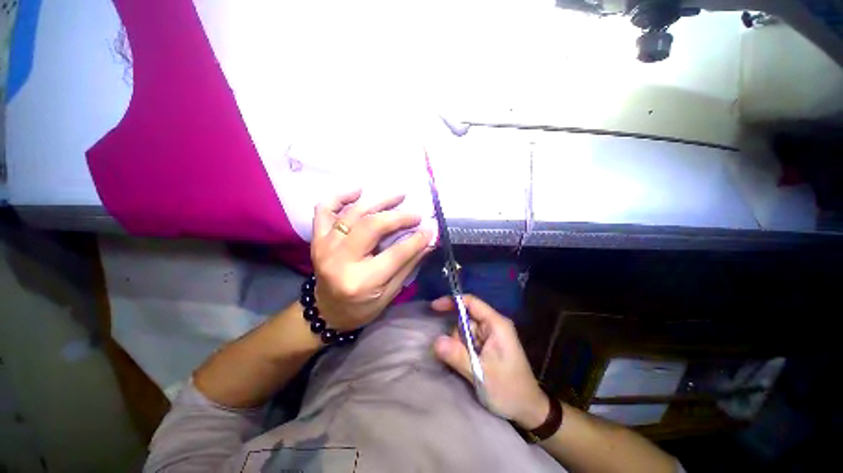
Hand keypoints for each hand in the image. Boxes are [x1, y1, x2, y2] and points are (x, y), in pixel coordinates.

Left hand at [311, 190, 431, 331]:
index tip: (430, 228)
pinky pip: (324, 209)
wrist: (326, 311)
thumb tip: (428, 241)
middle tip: (416, 214)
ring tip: (399, 195)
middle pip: (372, 227)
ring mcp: (325, 246)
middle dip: (398, 216)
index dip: (416, 239)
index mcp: (361, 281)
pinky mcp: (317, 238)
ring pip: (353, 213)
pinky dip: (340, 196)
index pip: (395, 253)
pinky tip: (359, 191)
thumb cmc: (361, 308)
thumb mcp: (390, 293)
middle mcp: (340, 261)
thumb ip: (408, 265)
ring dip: (378, 200)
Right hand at [432, 295, 550, 429]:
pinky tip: (467, 366)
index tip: (434, 307)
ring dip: (459, 347)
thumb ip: (457, 355)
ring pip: (465, 332)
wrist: (528, 409)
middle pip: (465, 319)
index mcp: (496, 324)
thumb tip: (436, 341)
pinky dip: (463, 351)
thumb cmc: (509, 389)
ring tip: (467, 367)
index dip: (452, 301)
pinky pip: (468, 341)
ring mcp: (491, 336)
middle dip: (456, 336)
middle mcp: (493, 325)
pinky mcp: (488, 346)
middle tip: (459, 358)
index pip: (471, 302)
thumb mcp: (480, 373)